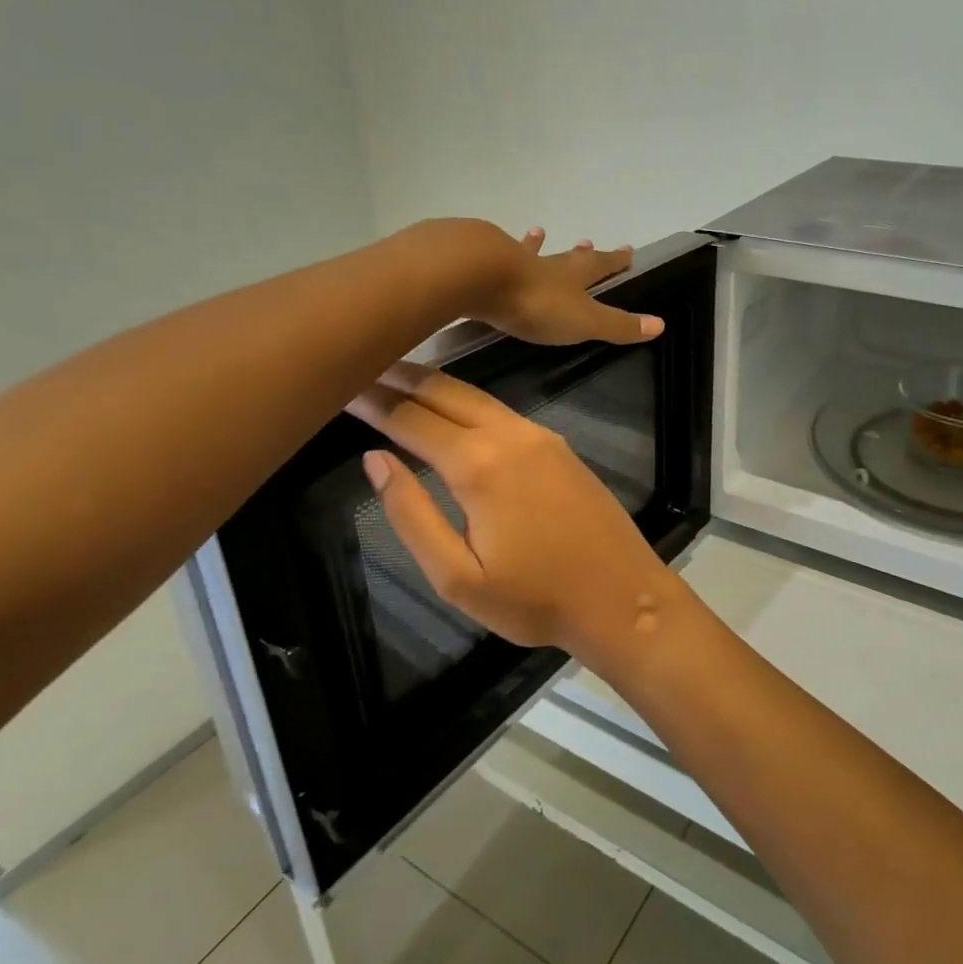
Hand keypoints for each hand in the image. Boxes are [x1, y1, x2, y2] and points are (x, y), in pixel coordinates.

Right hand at [349, 363, 686, 665]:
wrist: (621, 596)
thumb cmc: (534, 599)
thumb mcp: (457, 576)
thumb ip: (411, 513)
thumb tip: (374, 459)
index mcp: (479, 465)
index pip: (411, 419)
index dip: (373, 401)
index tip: (340, 384)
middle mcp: (510, 435)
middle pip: (444, 392)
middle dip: (401, 377)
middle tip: (362, 364)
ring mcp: (540, 436)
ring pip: (476, 396)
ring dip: (435, 384)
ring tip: (397, 377)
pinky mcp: (558, 445)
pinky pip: (502, 411)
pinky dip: (467, 400)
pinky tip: (452, 407)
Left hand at [466, 225, 662, 346]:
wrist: (480, 277)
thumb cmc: (538, 303)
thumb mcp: (584, 320)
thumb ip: (618, 325)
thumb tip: (660, 324)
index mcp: (573, 275)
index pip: (601, 265)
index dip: (615, 260)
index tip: (628, 249)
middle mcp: (546, 263)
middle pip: (568, 257)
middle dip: (580, 253)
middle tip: (586, 241)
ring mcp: (512, 262)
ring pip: (530, 252)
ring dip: (537, 245)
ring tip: (539, 232)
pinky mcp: (482, 266)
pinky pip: (496, 259)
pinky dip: (499, 255)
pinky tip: (492, 248)